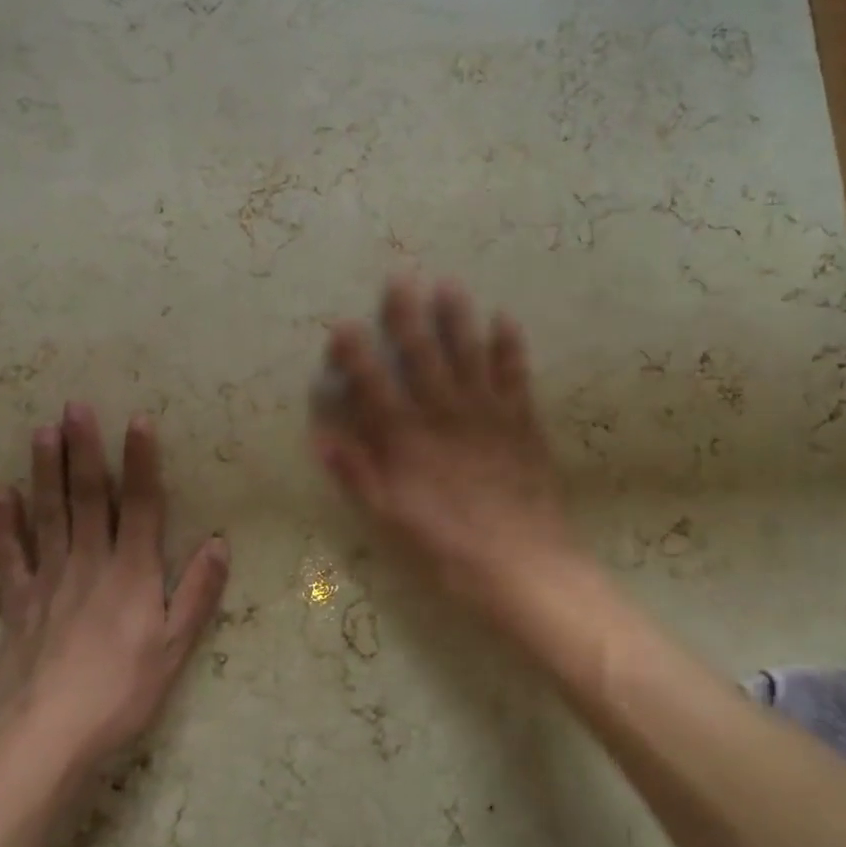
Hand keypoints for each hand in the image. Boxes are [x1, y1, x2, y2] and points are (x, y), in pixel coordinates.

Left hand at [0, 403, 228, 773]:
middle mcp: (89, 563)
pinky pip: (9, 557)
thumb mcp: (175, 649)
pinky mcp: (17, 604)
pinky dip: (3, 525)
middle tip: (74, 407)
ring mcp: (48, 580)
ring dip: (45, 472)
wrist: (44, 741)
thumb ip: (197, 593)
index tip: (138, 420)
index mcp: (131, 573)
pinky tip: (1, 495)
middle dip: (83, 450)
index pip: (141, 505)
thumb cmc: (120, 694)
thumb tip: (219, 542)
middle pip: (88, 498)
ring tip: (41, 431)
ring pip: (48, 515)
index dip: (141, 462)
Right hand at [313, 276, 576, 624]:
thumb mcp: (389, 521)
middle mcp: (444, 414)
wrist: (524, 567)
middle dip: (407, 316)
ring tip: (448, 284)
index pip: (373, 385)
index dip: (355, 353)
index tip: (343, 324)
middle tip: (400, 279)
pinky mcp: (521, 422)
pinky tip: (505, 320)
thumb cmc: (447, 550)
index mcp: (406, 439)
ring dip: (457, 318)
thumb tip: (321, 435)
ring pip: (468, 354)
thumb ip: (356, 475)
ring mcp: (486, 414)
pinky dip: (509, 347)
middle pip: (421, 356)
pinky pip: (514, 375)